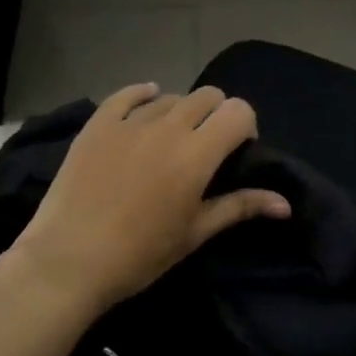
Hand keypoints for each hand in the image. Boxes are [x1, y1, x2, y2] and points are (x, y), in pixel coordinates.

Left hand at [8, 82, 290, 314]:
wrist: (69, 261)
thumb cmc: (140, 254)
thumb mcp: (195, 233)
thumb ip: (240, 207)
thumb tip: (285, 204)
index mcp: (197, 154)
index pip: (238, 111)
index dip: (244, 126)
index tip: (236, 150)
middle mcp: (168, 127)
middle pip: (208, 96)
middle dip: (216, 115)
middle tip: (205, 146)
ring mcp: (129, 122)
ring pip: (170, 97)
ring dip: (180, 112)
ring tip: (169, 141)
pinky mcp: (98, 124)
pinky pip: (127, 94)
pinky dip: (142, 95)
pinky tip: (146, 101)